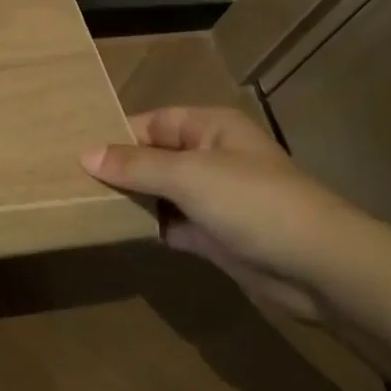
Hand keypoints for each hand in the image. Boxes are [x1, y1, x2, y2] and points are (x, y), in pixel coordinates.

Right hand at [81, 107, 359, 319]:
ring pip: (162, 192)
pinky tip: (117, 231)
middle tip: (71, 181)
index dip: (117, 135)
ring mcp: (214, 198)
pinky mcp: (217, 235)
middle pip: (155, 157)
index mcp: (209, 127)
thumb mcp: (189, 175)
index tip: (75, 152)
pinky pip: (174, 223)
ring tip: (83, 204)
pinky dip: (151, 227)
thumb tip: (85, 153)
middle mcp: (210, 156)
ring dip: (133, 199)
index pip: (152, 123)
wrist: (319, 267)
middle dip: (120, 169)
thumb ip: (136, 165)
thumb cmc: (253, 202)